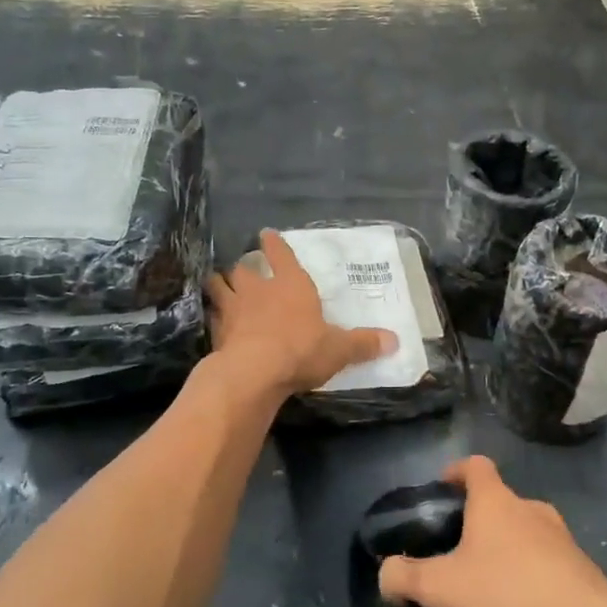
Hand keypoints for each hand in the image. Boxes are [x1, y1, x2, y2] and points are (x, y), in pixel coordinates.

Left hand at [207, 230, 396, 397]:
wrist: (253, 372)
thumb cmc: (301, 349)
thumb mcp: (339, 349)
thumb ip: (363, 344)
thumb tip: (395, 340)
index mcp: (291, 285)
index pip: (281, 254)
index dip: (274, 244)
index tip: (266, 234)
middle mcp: (259, 290)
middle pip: (243, 269)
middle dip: (243, 269)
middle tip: (245, 271)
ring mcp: (233, 309)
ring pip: (219, 286)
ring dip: (220, 285)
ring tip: (220, 287)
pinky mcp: (216, 332)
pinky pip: (212, 317)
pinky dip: (213, 316)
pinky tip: (215, 322)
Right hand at [378, 456, 606, 606]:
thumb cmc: (506, 592)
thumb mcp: (440, 588)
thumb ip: (404, 577)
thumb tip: (386, 573)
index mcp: (496, 502)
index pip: (475, 465)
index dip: (456, 471)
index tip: (442, 489)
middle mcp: (530, 509)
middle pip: (498, 503)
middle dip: (476, 524)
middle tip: (456, 554)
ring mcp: (560, 538)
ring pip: (523, 535)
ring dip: (504, 554)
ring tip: (485, 591)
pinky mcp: (580, 568)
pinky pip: (544, 565)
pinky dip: (527, 580)